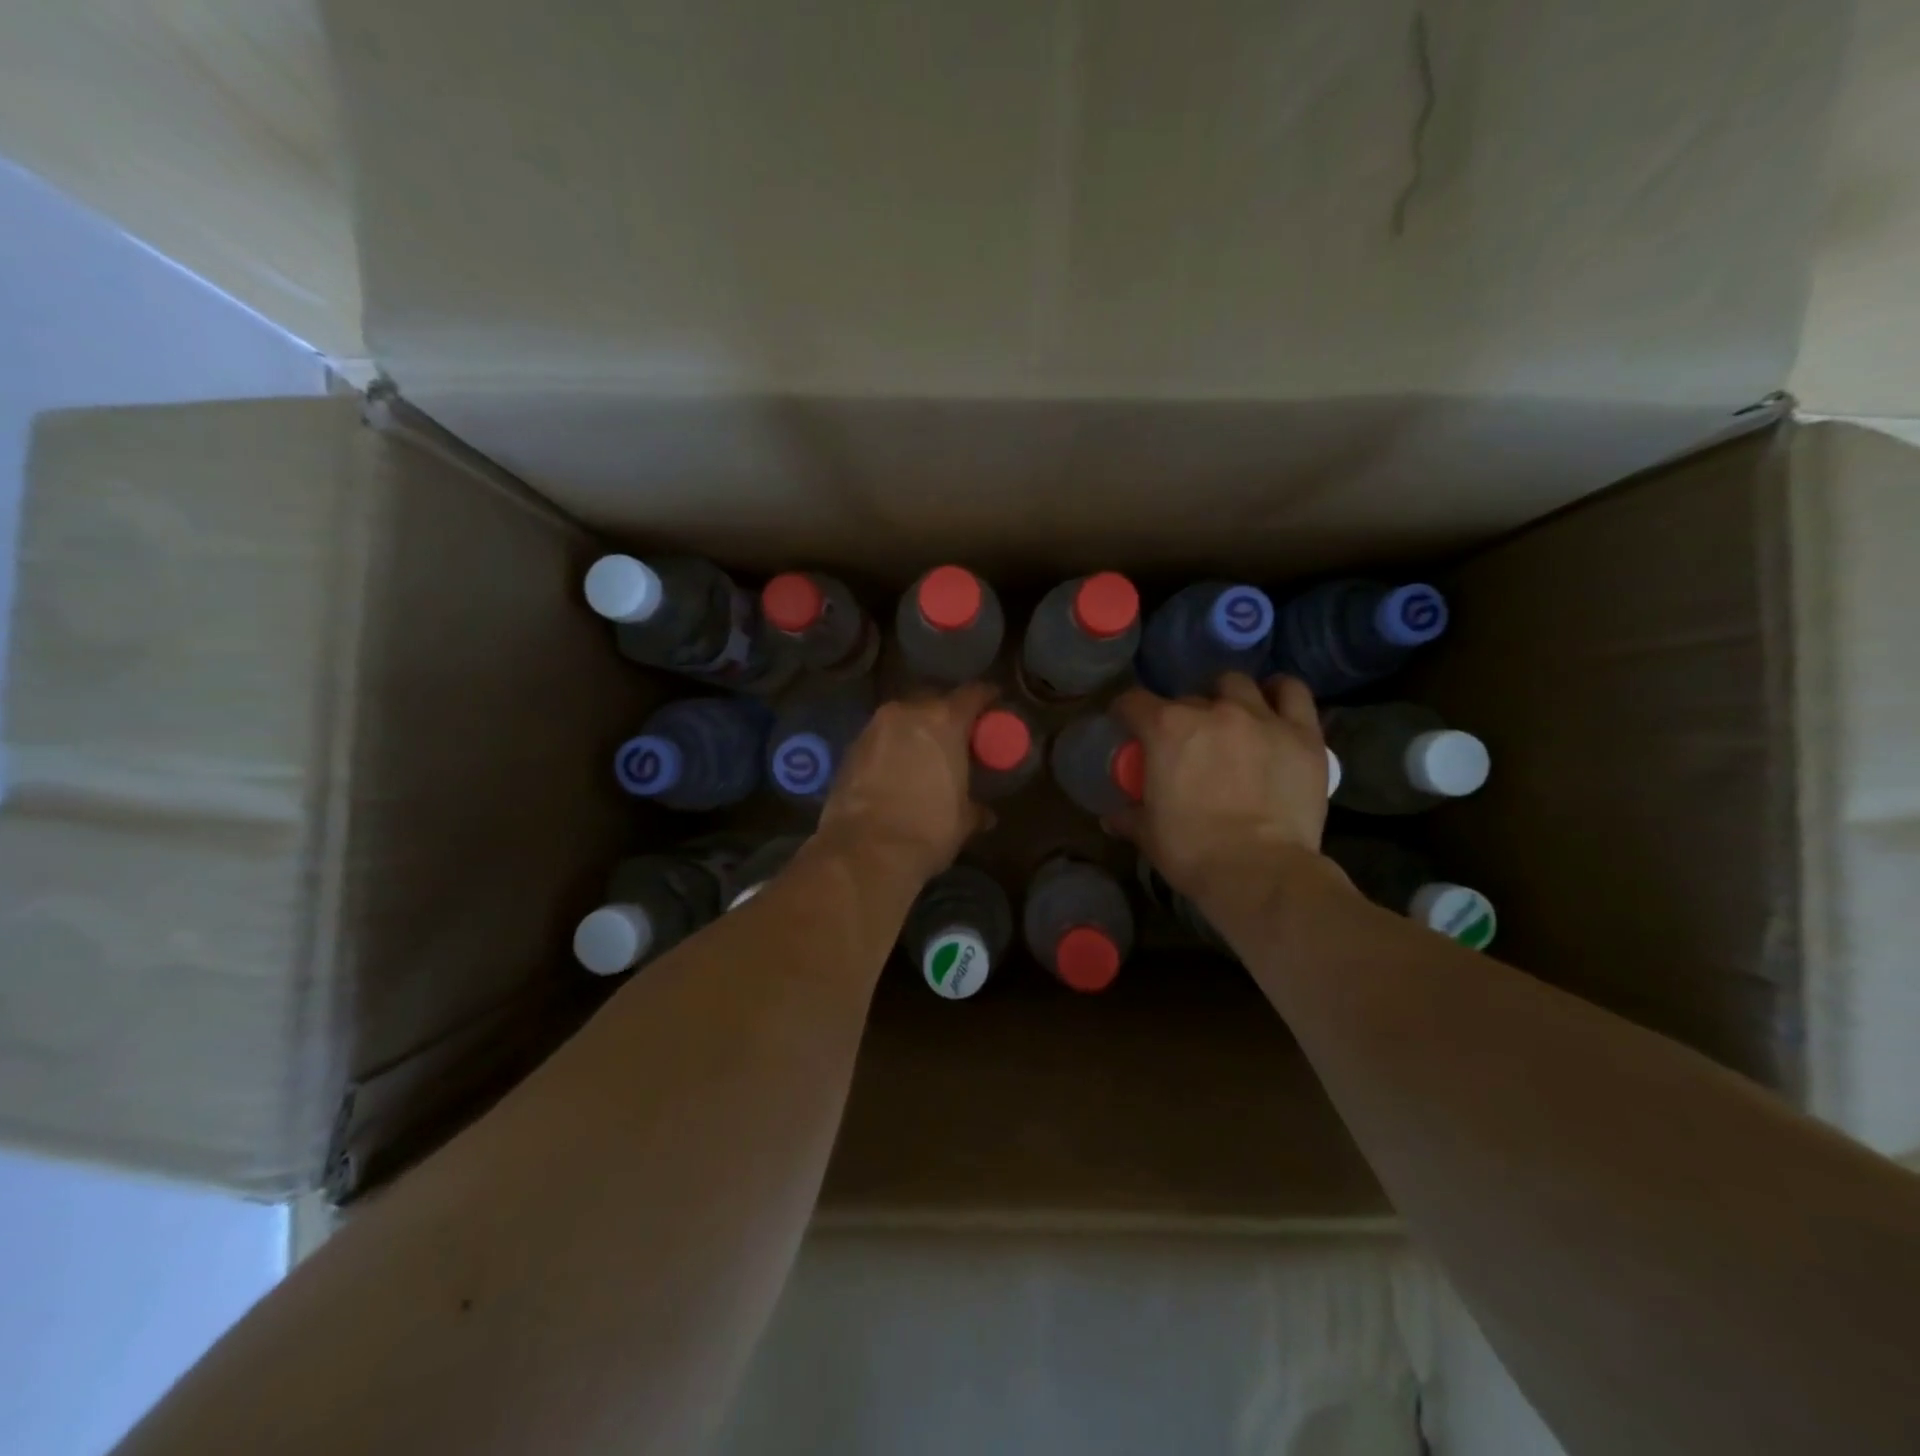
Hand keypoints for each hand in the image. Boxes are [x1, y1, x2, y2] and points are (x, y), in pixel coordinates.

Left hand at [817, 682, 997, 883]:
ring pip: (903, 718)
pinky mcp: (850, 748)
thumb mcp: (962, 821)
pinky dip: (892, 747)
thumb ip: (976, 808)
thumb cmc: (926, 830)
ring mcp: (874, 727)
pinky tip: (897, 770)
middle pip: (934, 701)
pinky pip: (880, 738)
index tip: (994, 703)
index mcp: (944, 721)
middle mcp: (907, 713)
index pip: (973, 693)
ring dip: (915, 731)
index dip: (987, 697)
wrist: (864, 851)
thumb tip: (985, 814)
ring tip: (924, 755)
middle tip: (957, 736)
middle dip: (947, 715)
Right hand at [1108, 673, 1332, 911]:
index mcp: (1166, 730)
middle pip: (1187, 698)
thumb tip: (1110, 819)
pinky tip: (1273, 705)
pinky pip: (1292, 692)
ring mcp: (1260, 717)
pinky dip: (1280, 693)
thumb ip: (1129, 818)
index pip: (1133, 702)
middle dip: (1182, 717)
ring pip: (1237, 684)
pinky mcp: (1302, 733)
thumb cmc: (1193, 851)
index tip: (1128, 727)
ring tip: (1230, 720)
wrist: (1259, 872)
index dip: (1126, 713)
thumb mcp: (1149, 835)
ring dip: (1227, 697)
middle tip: (1187, 744)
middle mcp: (1212, 710)